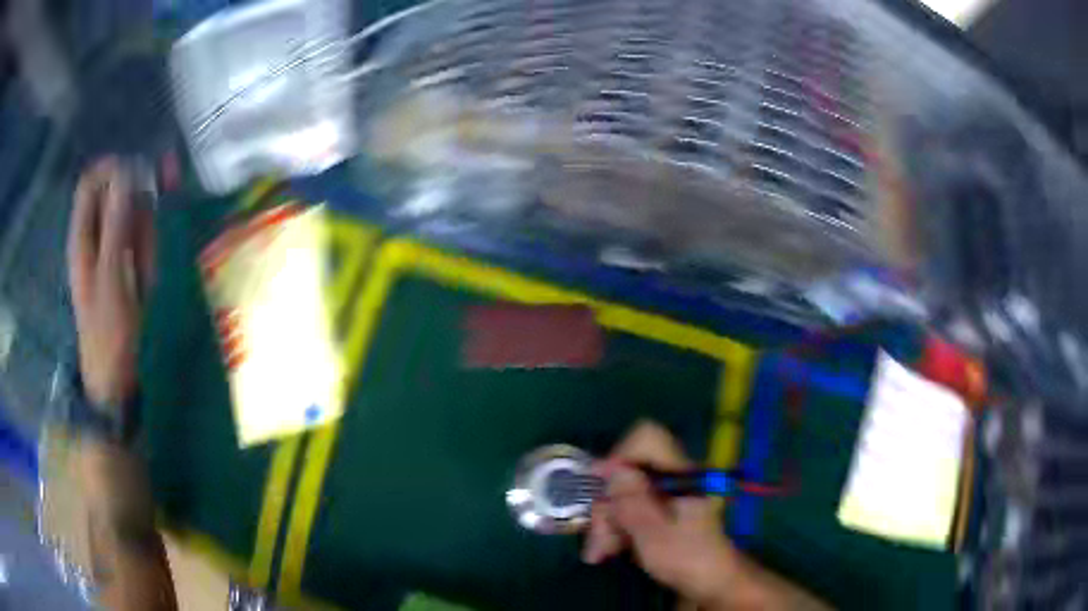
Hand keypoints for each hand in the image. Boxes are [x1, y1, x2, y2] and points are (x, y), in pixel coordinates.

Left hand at [67, 158, 154, 406]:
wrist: (115, 379)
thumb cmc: (108, 332)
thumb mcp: (111, 277)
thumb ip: (116, 224)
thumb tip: (126, 172)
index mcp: (81, 235)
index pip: (91, 180)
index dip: (113, 170)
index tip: (139, 177)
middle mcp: (93, 237)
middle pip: (114, 197)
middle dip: (136, 211)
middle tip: (146, 240)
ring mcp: (107, 252)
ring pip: (130, 220)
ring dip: (145, 237)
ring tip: (146, 273)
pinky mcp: (122, 267)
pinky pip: (138, 243)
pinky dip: (148, 253)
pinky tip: (148, 280)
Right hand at [582, 421, 738, 604]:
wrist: (711, 582)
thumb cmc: (687, 558)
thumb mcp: (654, 533)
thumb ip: (632, 501)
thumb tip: (610, 470)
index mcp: (680, 475)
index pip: (648, 438)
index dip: (619, 455)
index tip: (600, 485)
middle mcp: (671, 479)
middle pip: (627, 472)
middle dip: (606, 505)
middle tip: (598, 539)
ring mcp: (663, 496)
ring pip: (622, 494)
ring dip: (606, 522)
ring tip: (599, 554)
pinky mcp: (657, 512)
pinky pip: (627, 510)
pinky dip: (614, 528)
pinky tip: (606, 552)